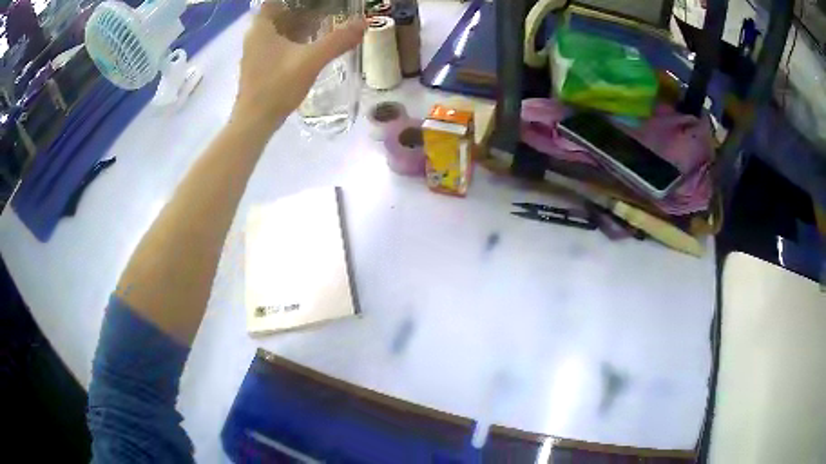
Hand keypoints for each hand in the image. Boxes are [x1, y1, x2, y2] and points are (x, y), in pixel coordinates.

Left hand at [230, 2, 366, 130]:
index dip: (295, 0)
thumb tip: (364, 22)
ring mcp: (255, 52)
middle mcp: (255, 36)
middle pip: (279, 13)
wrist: (254, 122)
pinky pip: (278, 42)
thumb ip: (337, 40)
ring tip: (323, 19)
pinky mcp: (260, 65)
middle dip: (301, 8)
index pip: (275, 1)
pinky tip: (310, 42)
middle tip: (325, 6)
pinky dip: (294, 38)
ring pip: (278, 28)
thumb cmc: (277, 87)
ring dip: (298, 23)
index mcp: (261, 28)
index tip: (314, 0)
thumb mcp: (310, 61)